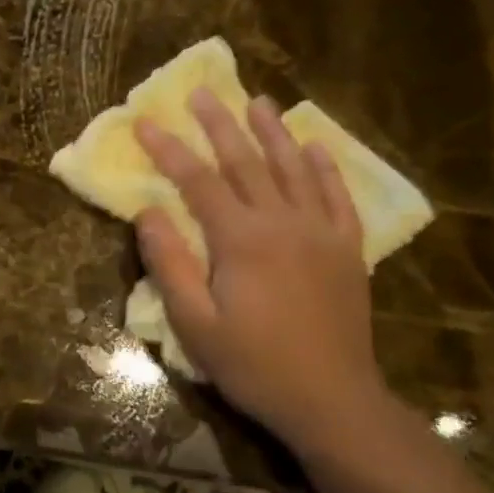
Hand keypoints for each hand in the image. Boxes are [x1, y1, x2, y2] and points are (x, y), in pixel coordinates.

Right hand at [134, 92, 393, 455]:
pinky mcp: (347, 249)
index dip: (168, 150)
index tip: (145, 122)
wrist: (332, 400)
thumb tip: (148, 212)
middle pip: (246, 161)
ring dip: (272, 132)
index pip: (197, 181)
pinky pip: (337, 196)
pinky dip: (324, 167)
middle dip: (219, 125)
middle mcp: (283, 223)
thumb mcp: (194, 324)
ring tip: (256, 101)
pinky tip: (314, 146)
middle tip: (201, 92)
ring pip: (293, 168)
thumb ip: (169, 264)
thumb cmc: (253, 365)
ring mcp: (321, 232)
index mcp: (241, 240)